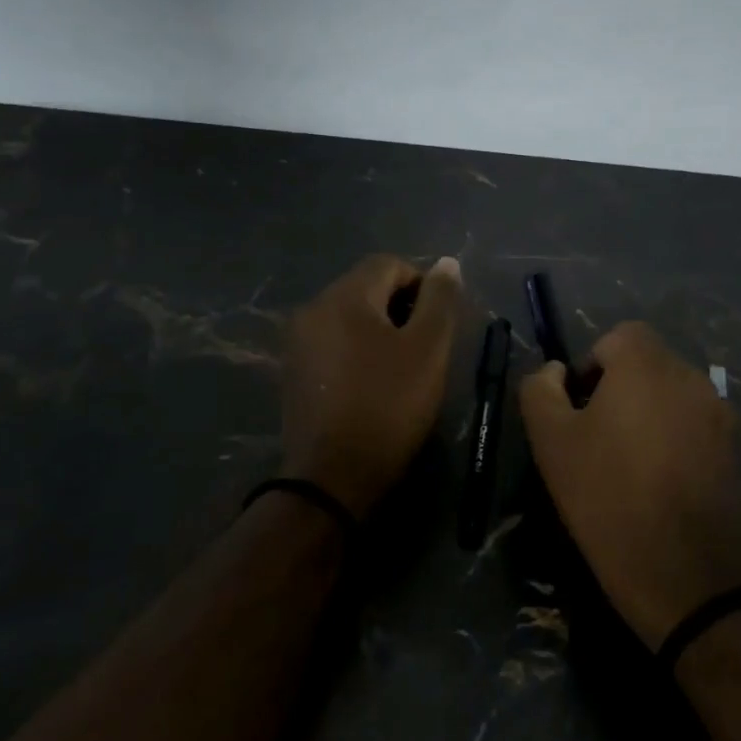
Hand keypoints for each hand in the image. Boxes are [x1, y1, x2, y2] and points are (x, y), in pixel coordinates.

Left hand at [280, 254, 463, 518]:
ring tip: (401, 368)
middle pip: (366, 286)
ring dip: (379, 329)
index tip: (438, 324)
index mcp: (345, 295)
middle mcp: (314, 307)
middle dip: (400, 307)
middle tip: (424, 348)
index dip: (422, 285)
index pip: (390, 263)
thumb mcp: (428, 349)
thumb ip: (440, 300)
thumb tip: (447, 263)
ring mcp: (298, 341)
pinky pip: (333, 341)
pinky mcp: (293, 370)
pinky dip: (357, 350)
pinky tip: (372, 383)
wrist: (332, 476)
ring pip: (349, 315)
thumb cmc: (388, 405)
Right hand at [520, 321, 740, 648]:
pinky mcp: (735, 452)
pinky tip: (656, 487)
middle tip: (594, 441)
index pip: (618, 336)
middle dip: (617, 390)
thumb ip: (541, 390)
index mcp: (648, 365)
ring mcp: (719, 415)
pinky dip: (671, 441)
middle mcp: (691, 377)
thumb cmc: (610, 498)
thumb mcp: (552, 442)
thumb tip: (554, 372)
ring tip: (625, 468)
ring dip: (645, 416)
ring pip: (669, 397)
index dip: (591, 366)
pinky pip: (692, 427)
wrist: (691, 577)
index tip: (577, 411)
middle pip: (646, 364)